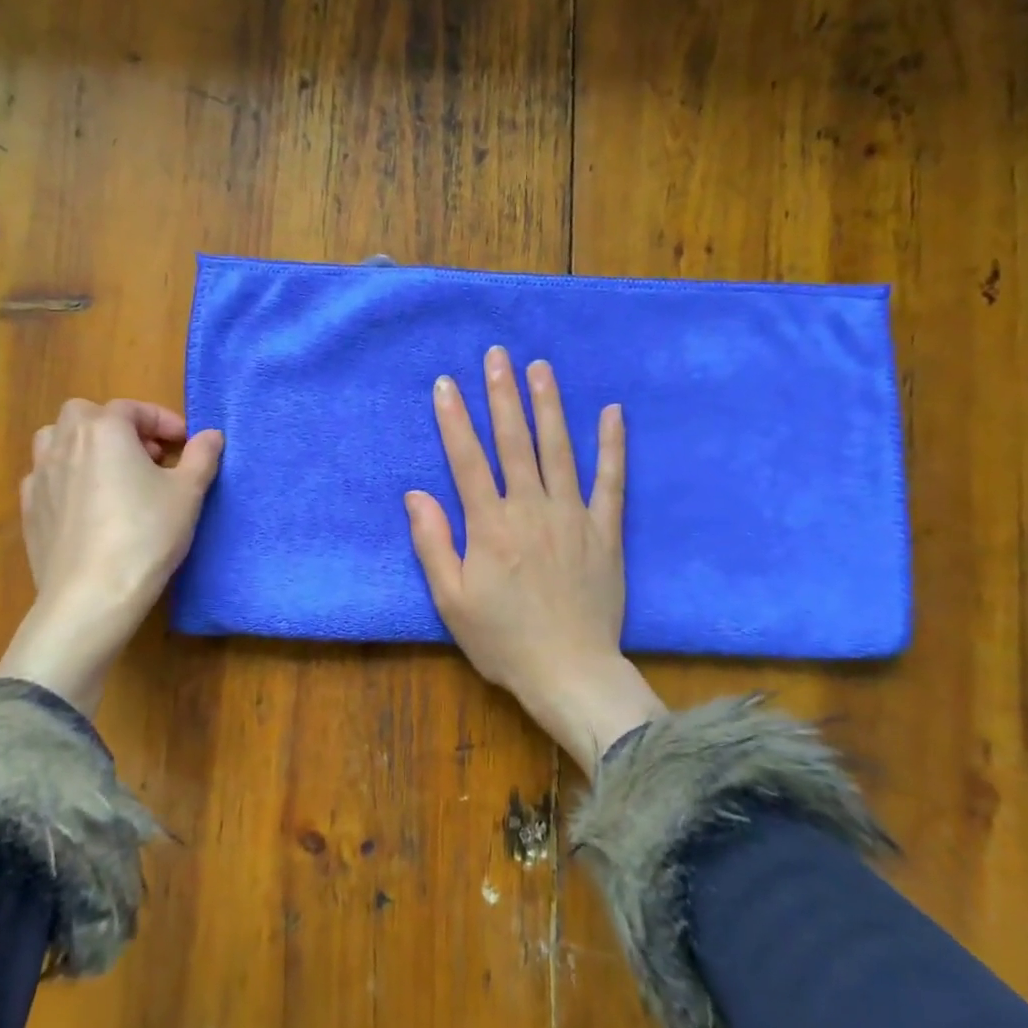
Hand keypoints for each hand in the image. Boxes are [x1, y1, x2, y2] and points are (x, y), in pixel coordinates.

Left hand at [0, 398, 223, 713]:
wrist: (92, 595)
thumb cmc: (146, 535)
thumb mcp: (187, 493)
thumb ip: (201, 456)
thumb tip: (212, 435)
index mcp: (104, 430)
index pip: (132, 408)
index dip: (163, 421)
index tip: (185, 444)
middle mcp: (65, 443)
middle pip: (86, 414)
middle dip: (118, 426)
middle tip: (147, 455)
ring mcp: (40, 476)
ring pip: (56, 440)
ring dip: (85, 445)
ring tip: (113, 473)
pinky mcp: (29, 509)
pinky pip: (46, 477)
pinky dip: (68, 477)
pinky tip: (88, 505)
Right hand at [405, 348, 661, 776]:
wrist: (571, 672)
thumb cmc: (503, 640)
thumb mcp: (451, 600)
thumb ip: (433, 543)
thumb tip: (415, 493)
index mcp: (490, 525)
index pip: (467, 460)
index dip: (454, 419)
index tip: (445, 383)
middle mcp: (531, 509)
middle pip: (514, 442)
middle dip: (502, 395)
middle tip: (497, 355)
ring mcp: (572, 516)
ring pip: (559, 449)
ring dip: (548, 406)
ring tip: (540, 367)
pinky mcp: (605, 530)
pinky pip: (610, 480)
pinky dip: (612, 445)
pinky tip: (612, 412)